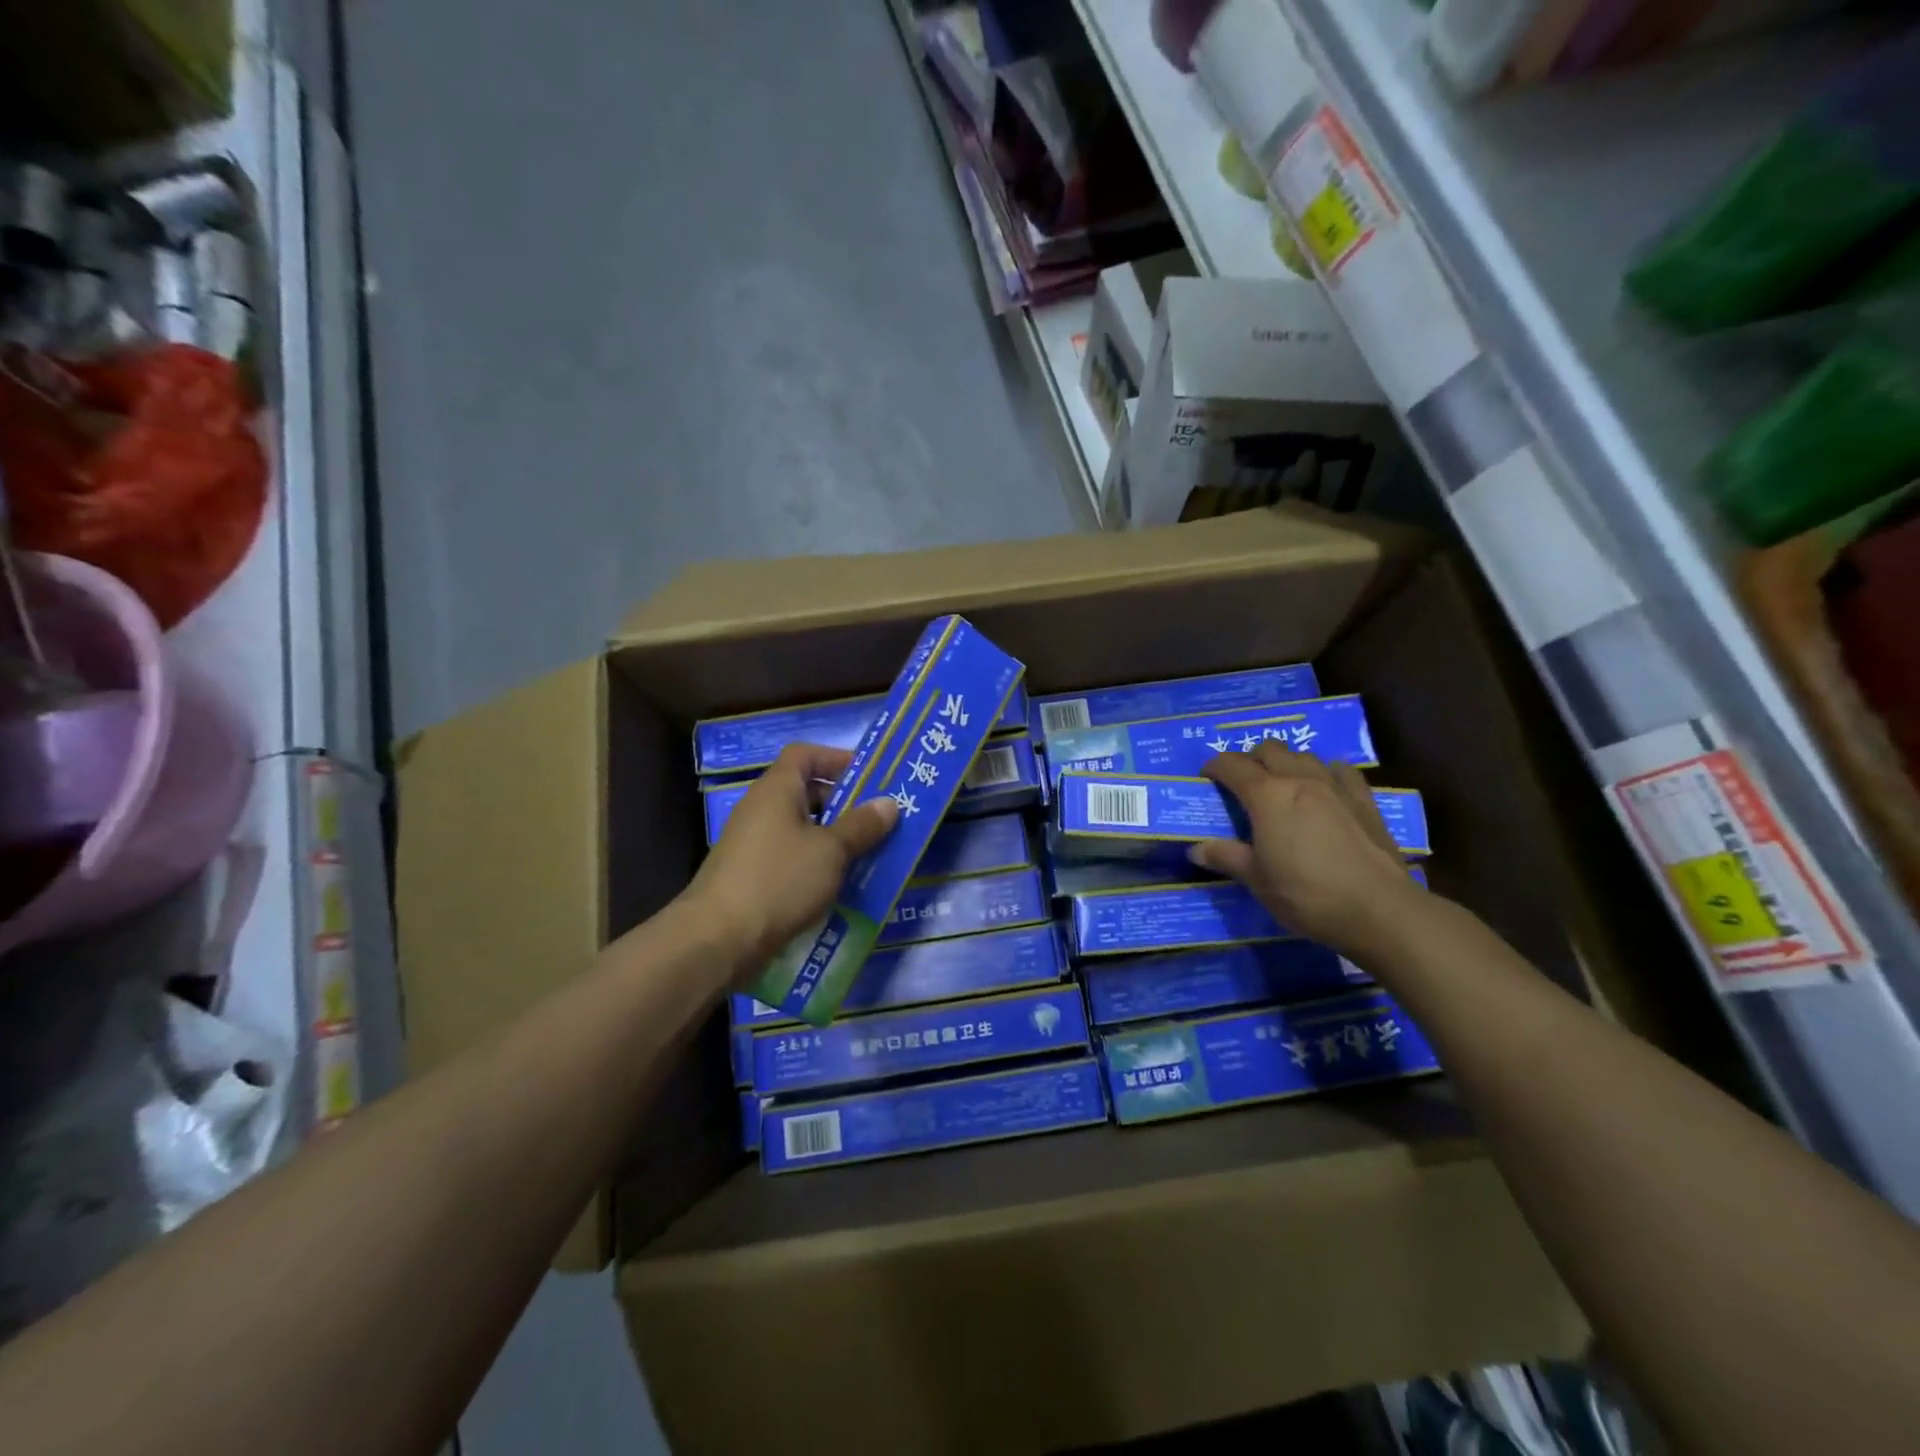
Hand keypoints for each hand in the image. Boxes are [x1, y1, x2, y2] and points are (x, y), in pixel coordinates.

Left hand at [682, 744, 898, 979]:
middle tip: (878, 819)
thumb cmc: (779, 880)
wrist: (718, 939)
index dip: (836, 758)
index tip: (870, 775)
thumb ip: (861, 826)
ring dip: (833, 838)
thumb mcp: (830, 851)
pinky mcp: (750, 876)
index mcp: (776, 790)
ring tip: (868, 854)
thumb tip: (888, 803)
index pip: (804, 754)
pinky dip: (815, 864)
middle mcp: (760, 810)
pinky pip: (791, 858)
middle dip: (843, 803)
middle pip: (805, 792)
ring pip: (800, 829)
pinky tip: (839, 885)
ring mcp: (752, 844)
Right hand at [1194, 743, 1421, 957]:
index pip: (1232, 766)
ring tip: (1281, 783)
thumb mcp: (1256, 879)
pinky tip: (1325, 787)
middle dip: (1251, 759)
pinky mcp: (1364, 800)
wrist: (1377, 908)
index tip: (1206, 776)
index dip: (1215, 766)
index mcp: (1266, 795)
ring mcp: (1335, 786)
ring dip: (1286, 762)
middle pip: (1269, 750)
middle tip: (1242, 782)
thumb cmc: (1305, 893)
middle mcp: (1299, 779)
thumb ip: (1226, 857)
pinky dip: (1326, 772)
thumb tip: (1196, 850)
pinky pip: (1341, 771)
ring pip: (1304, 756)